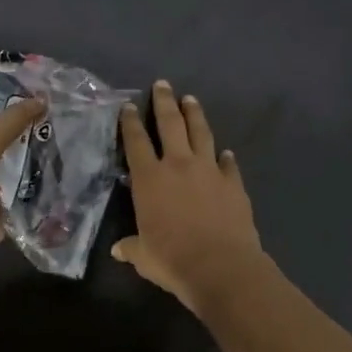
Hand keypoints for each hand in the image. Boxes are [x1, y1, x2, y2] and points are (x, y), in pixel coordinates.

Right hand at [113, 81, 264, 313]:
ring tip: (191, 100)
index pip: (136, 142)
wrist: (222, 266)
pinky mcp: (233, 183)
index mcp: (150, 179)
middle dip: (165, 102)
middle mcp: (179, 165)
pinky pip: (228, 164)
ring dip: (195, 115)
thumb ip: (131, 247)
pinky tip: (225, 152)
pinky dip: (225, 157)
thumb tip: (118, 249)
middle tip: (163, 84)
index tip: (129, 106)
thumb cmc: (173, 260)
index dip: (131, 123)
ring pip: (201, 133)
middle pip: (171, 124)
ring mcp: (209, 171)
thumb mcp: (144, 256)